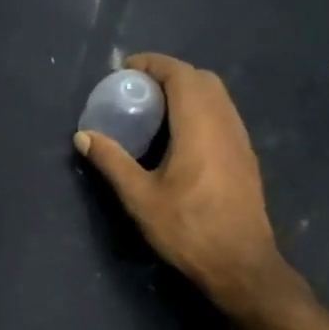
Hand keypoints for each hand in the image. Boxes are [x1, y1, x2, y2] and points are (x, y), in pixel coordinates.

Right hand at [74, 53, 291, 314]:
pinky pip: (222, 115)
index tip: (124, 70)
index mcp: (200, 126)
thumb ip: (111, 161)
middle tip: (137, 89)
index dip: (153, 64)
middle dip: (169, 74)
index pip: (181, 74)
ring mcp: (240, 140)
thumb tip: (83, 136)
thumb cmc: (188, 229)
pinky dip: (199, 109)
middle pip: (201, 79)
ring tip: (154, 110)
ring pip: (216, 97)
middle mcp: (225, 124)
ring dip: (186, 91)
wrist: (241, 265)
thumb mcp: (140, 197)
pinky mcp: (245, 157)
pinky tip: (177, 137)